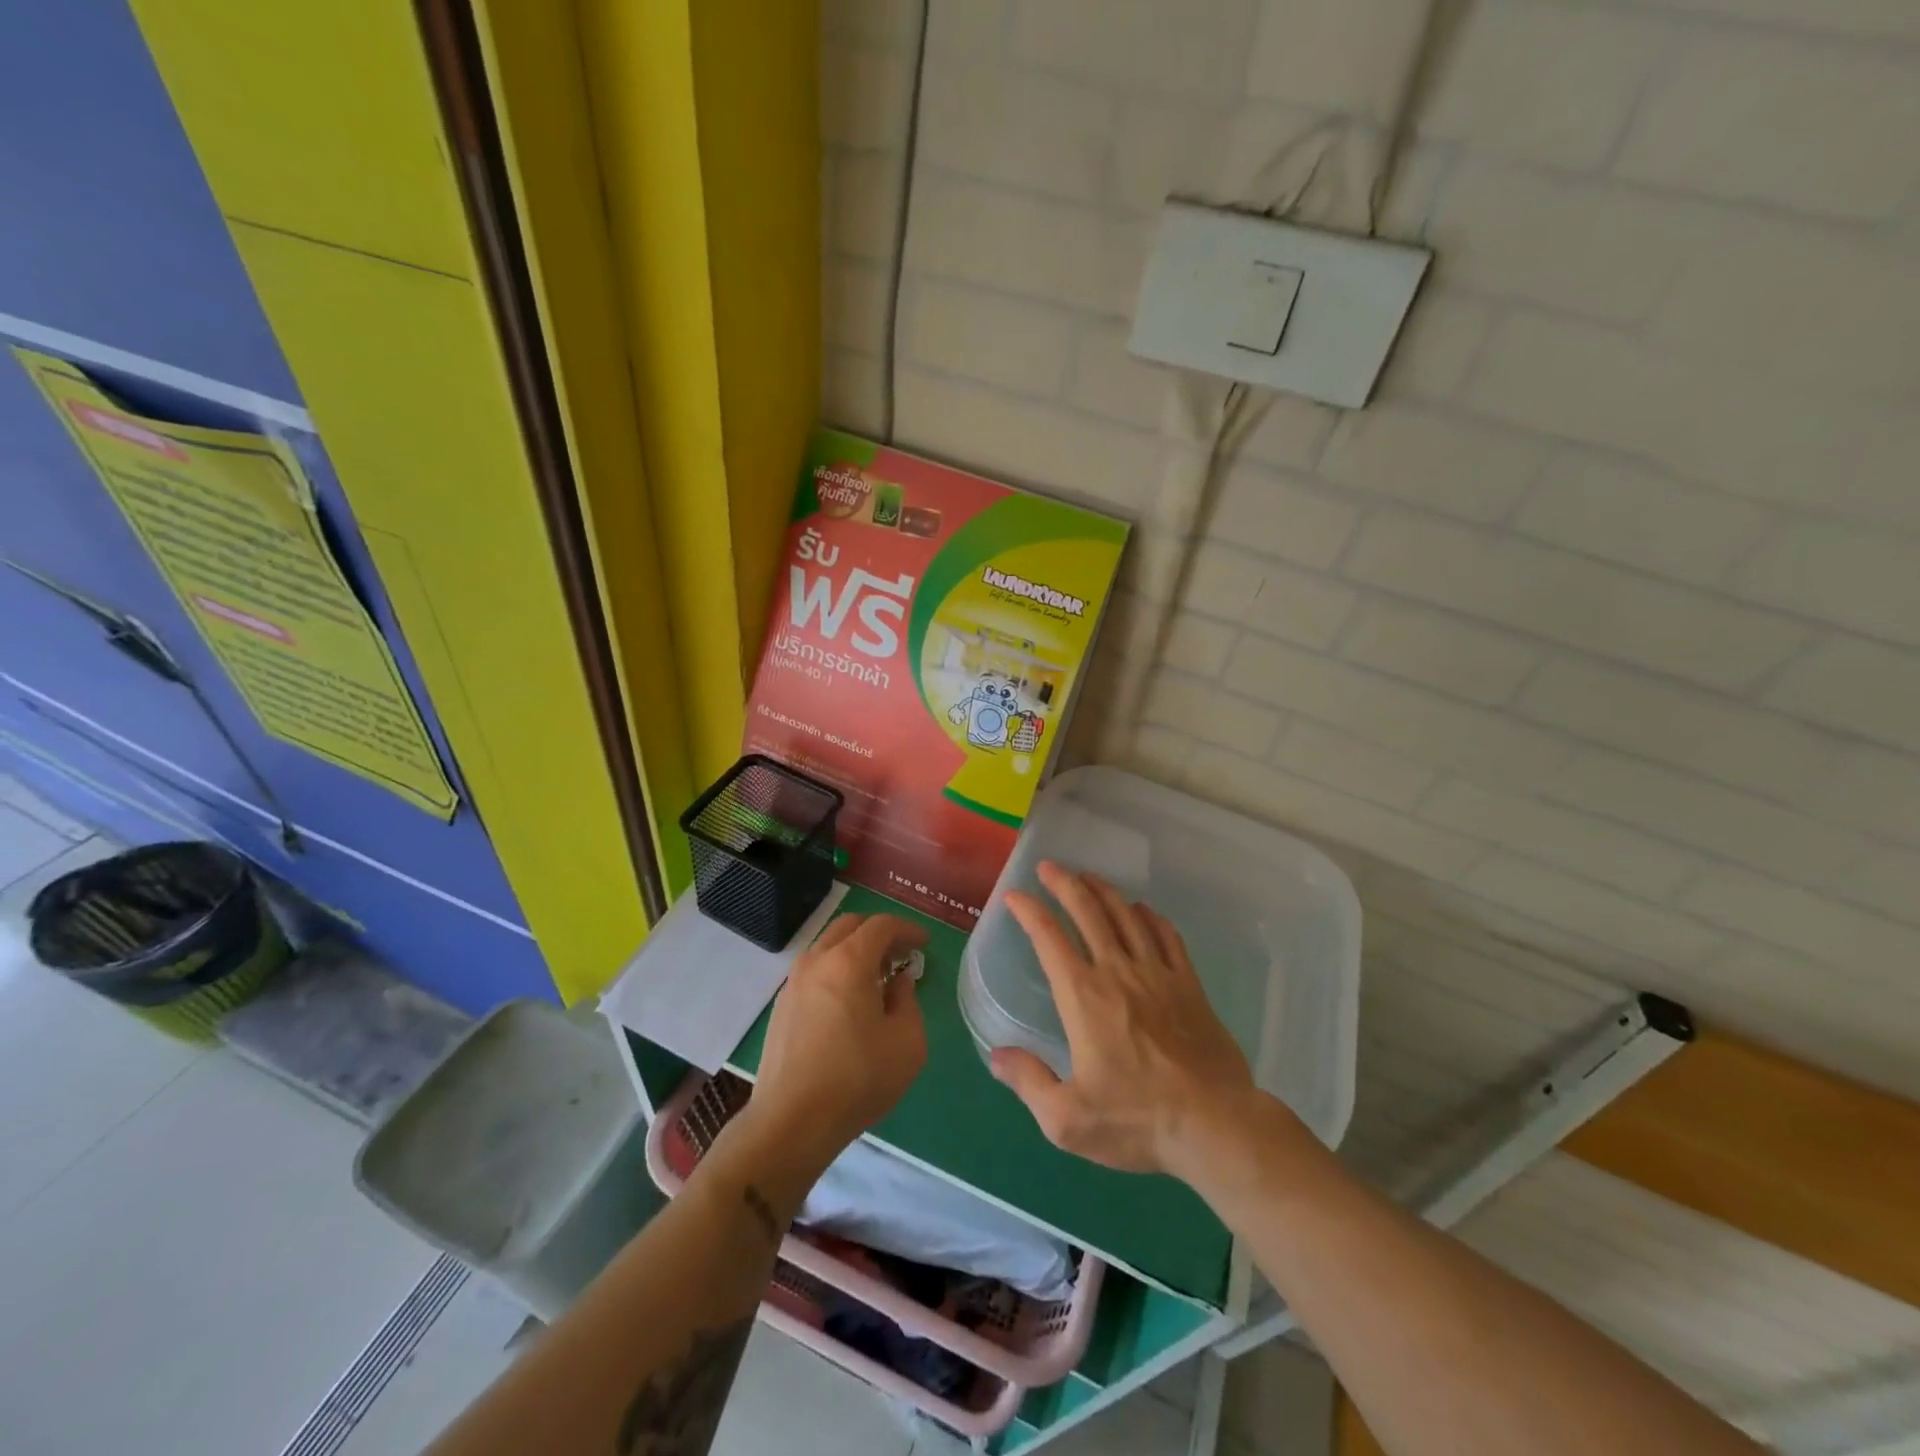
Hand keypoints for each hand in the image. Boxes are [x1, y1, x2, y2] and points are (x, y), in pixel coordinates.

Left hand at [740, 912, 929, 1182]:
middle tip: (900, 956)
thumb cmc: (858, 1078)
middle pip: (850, 926)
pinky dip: (836, 970)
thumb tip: (898, 982)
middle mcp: (817, 960)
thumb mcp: (907, 1042)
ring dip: (855, 951)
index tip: (924, 944)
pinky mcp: (781, 1006)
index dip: (907, 929)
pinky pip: (814, 971)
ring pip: (828, 947)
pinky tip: (848, 1002)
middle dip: (879, 934)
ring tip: (876, 979)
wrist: (792, 1121)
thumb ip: (908, 1001)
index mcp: (849, 960)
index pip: (882, 925)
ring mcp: (793, 982)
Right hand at [992, 862, 1256, 1175]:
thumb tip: (996, 1054)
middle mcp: (1117, 972)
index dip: (1029, 910)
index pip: (1049, 938)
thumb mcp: (1067, 1119)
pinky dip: (1151, 917)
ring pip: (1126, 916)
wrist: (1214, 1124)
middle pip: (1088, 912)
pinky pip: (1167, 937)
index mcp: (1083, 996)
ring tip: (1089, 877)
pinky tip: (1143, 910)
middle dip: (1065, 884)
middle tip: (1050, 867)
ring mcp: (1157, 974)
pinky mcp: (1188, 985)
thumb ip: (1028, 1082)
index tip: (1015, 895)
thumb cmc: (1137, 1119)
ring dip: (1104, 891)